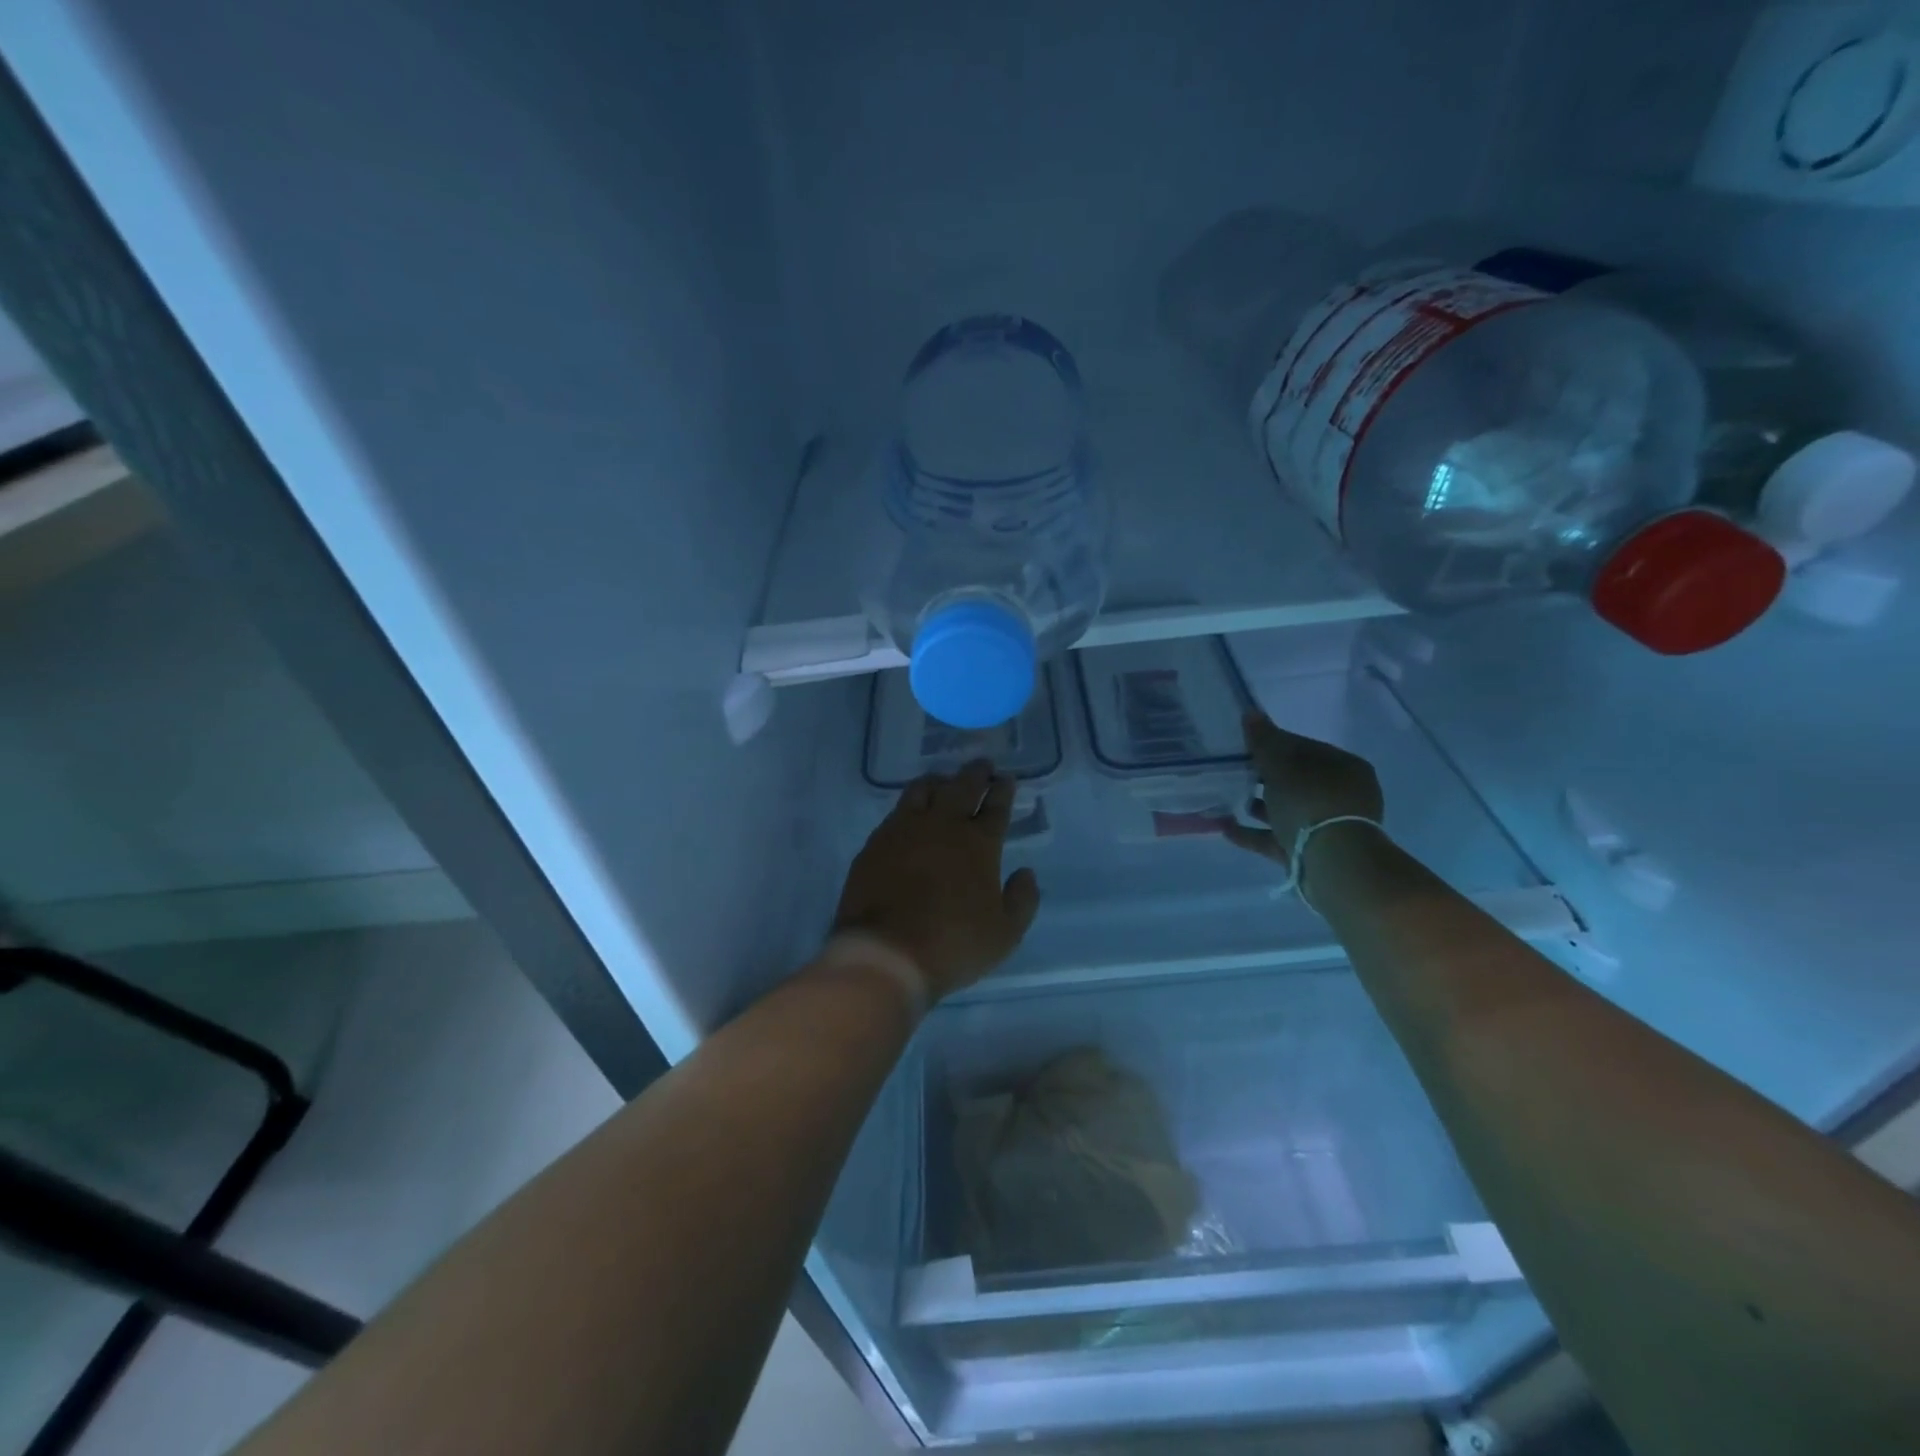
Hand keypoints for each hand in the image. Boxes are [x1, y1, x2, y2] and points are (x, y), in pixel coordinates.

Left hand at [832, 760, 1042, 1002]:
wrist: (886, 951)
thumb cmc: (953, 943)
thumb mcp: (1005, 933)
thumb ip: (1022, 899)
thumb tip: (1026, 872)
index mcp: (978, 843)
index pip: (996, 807)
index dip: (1003, 791)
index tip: (1007, 779)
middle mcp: (942, 825)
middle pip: (962, 787)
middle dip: (976, 773)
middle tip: (983, 765)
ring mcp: (904, 829)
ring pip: (924, 789)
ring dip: (940, 780)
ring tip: (944, 780)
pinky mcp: (876, 842)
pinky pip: (897, 810)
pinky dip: (911, 803)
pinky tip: (911, 810)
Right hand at [1224, 711, 1384, 870]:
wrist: (1333, 865)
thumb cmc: (1311, 804)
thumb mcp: (1281, 767)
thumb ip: (1264, 742)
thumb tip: (1250, 713)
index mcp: (1344, 768)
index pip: (1304, 748)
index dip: (1272, 744)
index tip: (1244, 746)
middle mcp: (1341, 795)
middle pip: (1295, 780)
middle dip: (1262, 777)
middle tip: (1232, 772)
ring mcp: (1328, 827)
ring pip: (1286, 810)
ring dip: (1256, 806)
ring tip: (1224, 799)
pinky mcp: (1311, 853)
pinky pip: (1277, 838)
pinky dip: (1253, 833)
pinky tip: (1225, 828)